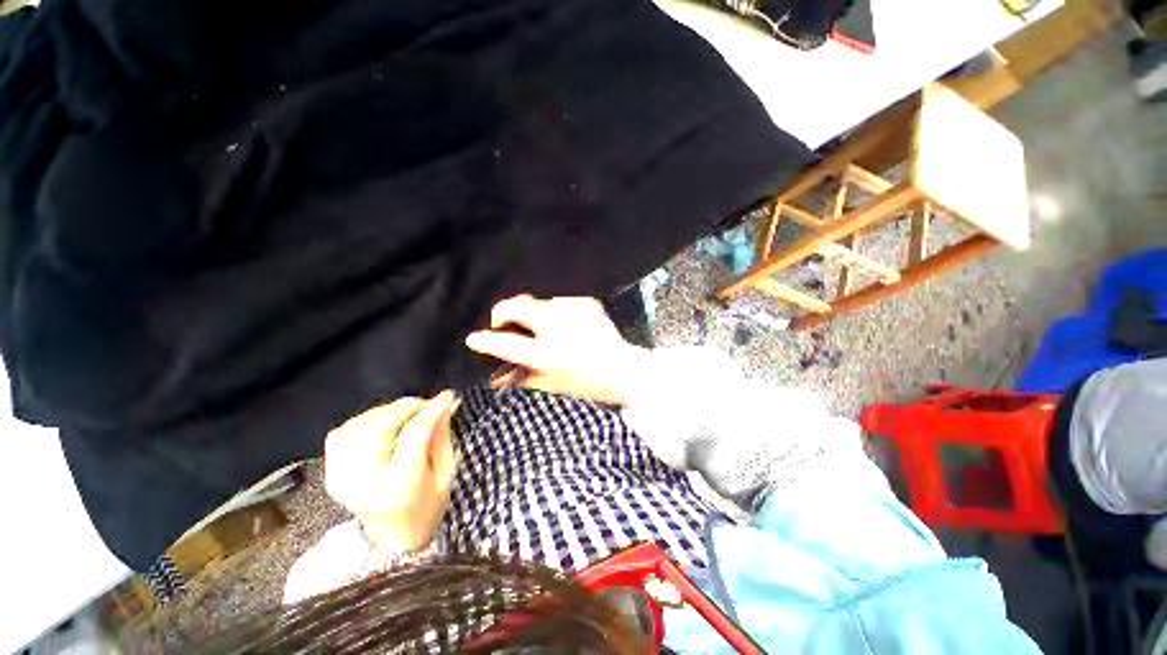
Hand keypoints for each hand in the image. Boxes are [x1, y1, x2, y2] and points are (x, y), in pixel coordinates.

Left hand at [324, 392, 458, 551]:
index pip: (414, 436)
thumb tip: (445, 403)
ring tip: (407, 415)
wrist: (391, 537)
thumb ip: (442, 435)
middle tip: (426, 405)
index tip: (447, 396)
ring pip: (360, 425)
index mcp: (400, 487)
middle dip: (407, 407)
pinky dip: (362, 421)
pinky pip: (341, 433)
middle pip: (380, 426)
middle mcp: (365, 483)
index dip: (432, 410)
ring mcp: (342, 478)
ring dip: (387, 412)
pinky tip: (381, 425)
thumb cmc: (427, 505)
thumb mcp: (445, 472)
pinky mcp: (332, 473)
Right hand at [464, 295, 646, 405]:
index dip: (486, 341)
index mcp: (549, 354)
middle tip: (502, 320)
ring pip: (539, 301)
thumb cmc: (588, 383)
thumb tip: (497, 379)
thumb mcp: (553, 386)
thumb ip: (523, 380)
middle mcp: (558, 328)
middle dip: (503, 311)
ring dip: (535, 314)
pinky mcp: (586, 303)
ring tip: (545, 328)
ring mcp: (573, 312)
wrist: (624, 369)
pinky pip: (561, 302)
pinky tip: (567, 325)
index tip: (473, 338)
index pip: (508, 345)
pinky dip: (557, 312)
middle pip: (519, 306)